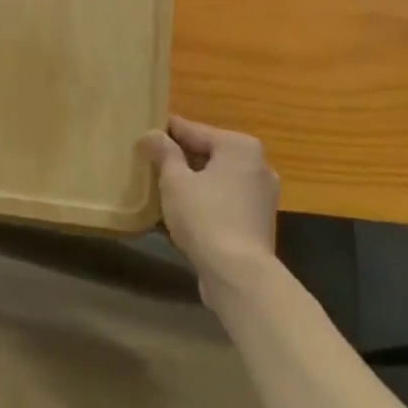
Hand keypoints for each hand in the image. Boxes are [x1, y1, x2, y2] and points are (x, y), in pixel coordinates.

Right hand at [139, 115, 279, 303]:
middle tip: (150, 161)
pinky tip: (182, 212)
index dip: (167, 131)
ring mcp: (262, 195)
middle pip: (209, 154)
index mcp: (239, 146)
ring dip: (193, 182)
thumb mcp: (175, 181)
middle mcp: (257, 165)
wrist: (240, 276)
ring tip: (162, 187)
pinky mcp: (259, 222)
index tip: (145, 131)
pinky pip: (226, 201)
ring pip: (218, 180)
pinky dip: (206, 202)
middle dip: (181, 158)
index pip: (194, 130)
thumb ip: (164, 153)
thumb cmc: (206, 217)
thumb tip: (151, 135)